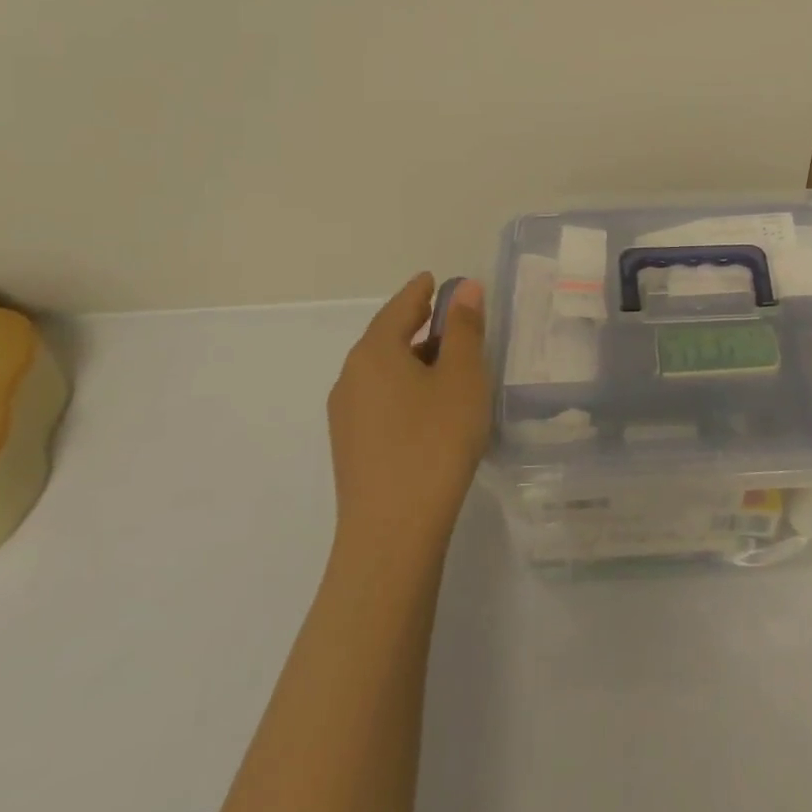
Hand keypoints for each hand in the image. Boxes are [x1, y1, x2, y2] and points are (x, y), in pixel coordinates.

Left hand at [327, 273, 489, 563]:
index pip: (400, 307)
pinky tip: (429, 407)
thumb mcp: (462, 377)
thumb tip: (464, 288)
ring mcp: (346, 415)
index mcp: (375, 352)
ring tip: (448, 364)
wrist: (392, 532)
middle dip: (418, 324)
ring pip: (383, 371)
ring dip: (413, 359)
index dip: (421, 291)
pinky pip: (380, 399)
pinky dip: (405, 388)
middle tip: (449, 317)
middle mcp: (351, 377)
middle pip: (387, 338)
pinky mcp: (351, 447)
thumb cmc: (435, 441)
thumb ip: (464, 329)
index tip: (433, 279)